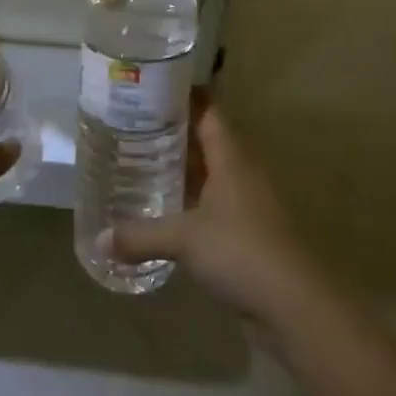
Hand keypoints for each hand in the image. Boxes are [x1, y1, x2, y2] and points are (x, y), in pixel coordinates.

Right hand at [112, 97, 317, 324]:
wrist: (297, 307)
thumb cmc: (241, 252)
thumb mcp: (184, 239)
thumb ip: (141, 235)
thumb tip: (99, 240)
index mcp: (232, 158)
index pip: (208, 112)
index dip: (183, 97)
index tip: (151, 88)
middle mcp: (243, 173)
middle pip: (208, 141)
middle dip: (174, 134)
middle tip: (133, 126)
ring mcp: (250, 204)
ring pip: (212, 175)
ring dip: (184, 170)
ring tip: (142, 163)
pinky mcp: (251, 234)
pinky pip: (216, 207)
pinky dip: (192, 204)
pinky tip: (166, 211)